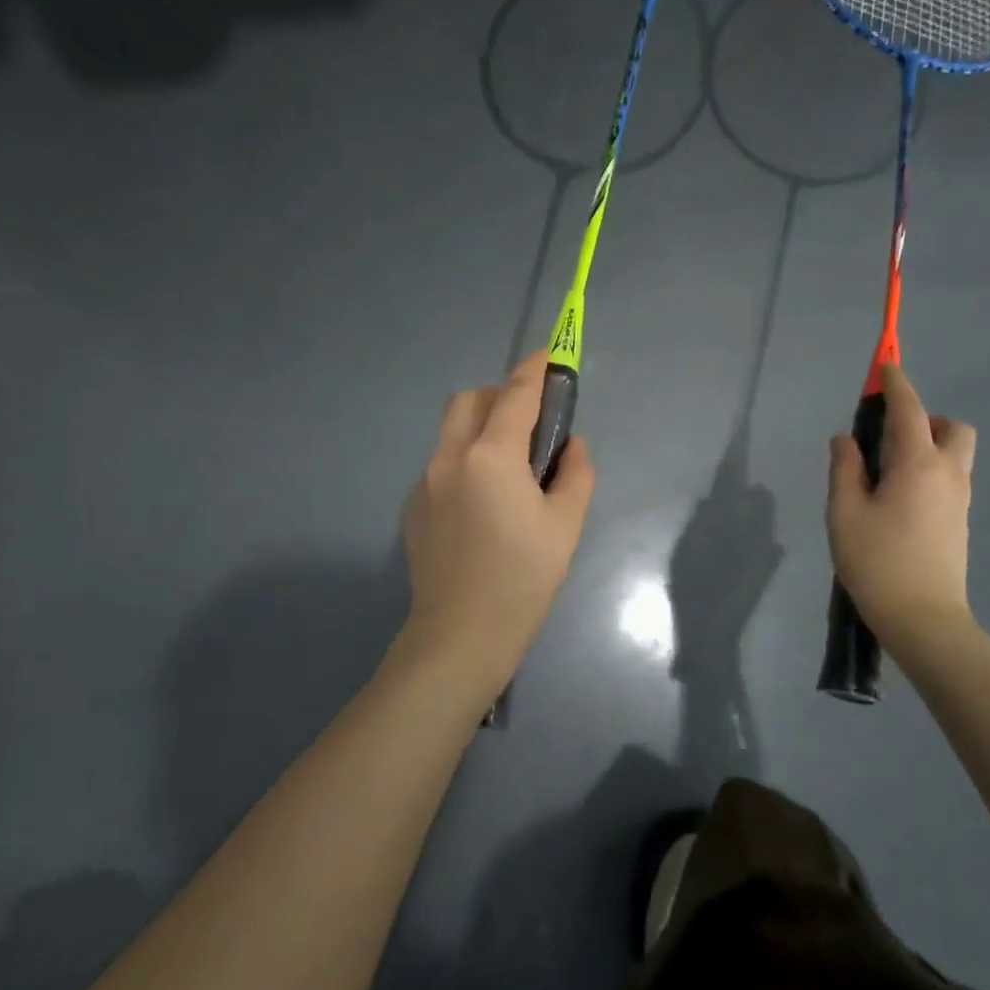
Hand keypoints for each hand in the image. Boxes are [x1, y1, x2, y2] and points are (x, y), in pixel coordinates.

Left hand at [400, 352, 595, 693]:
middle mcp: (450, 457)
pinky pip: (442, 463)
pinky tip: (483, 504)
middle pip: (470, 399)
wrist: (460, 635)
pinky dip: (465, 460)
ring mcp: (425, 481)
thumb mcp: (565, 525)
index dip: (536, 369)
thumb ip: (575, 473)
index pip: (516, 394)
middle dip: (500, 396)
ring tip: (509, 467)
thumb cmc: (522, 579)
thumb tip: (571, 446)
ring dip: (480, 427)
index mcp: (491, 456)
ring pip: (451, 430)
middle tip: (530, 425)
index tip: (551, 354)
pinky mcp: (413, 507)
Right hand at [826, 363, 977, 652]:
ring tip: (886, 471)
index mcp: (918, 464)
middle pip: (952, 428)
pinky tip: (897, 498)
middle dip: (925, 418)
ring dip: (928, 445)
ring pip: (954, 454)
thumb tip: (845, 440)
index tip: (885, 366)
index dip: (896, 384)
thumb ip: (845, 469)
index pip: (909, 410)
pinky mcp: (959, 521)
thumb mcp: (845, 513)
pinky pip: (949, 477)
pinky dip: (929, 470)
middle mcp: (948, 474)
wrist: (924, 619)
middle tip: (888, 437)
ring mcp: (959, 499)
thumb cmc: (877, 562)